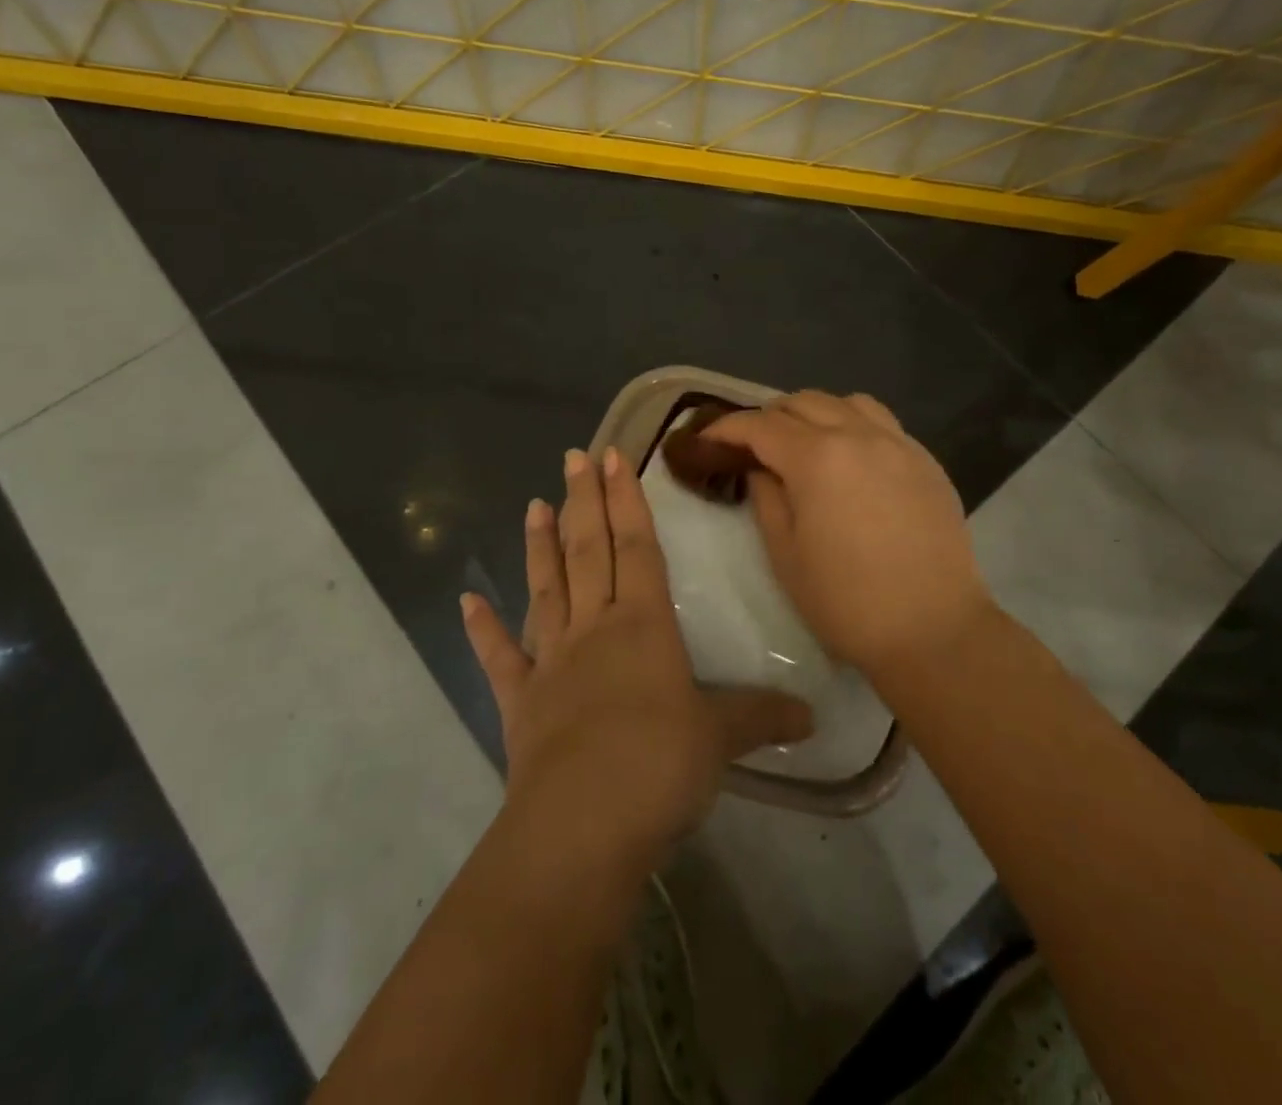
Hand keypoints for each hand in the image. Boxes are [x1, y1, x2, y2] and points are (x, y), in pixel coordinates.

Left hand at [462, 447, 813, 875]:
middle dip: (583, 500)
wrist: (583, 825)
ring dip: (539, 546)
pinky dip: (482, 628)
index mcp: (642, 625)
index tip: (612, 456)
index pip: (637, 547)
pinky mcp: (520, 700)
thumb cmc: (659, 766)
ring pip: (546, 588)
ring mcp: (551, 660)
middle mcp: (594, 628)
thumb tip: (814, 715)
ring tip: (534, 505)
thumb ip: (762, 717)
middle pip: (588, 551)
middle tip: (571, 456)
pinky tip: (466, 601)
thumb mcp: (722, 738)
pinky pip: (499, 656)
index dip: (626, 500)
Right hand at [704, 392, 992, 674]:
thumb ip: (766, 499)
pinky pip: (882, 423)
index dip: (727, 428)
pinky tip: (851, 459)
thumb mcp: (785, 555)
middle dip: (769, 417)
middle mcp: (859, 436)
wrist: (933, 630)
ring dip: (815, 413)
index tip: (707, 439)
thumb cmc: (847, 602)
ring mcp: (899, 444)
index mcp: (818, 459)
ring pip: (846, 402)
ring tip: (804, 443)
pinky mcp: (926, 461)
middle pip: (803, 403)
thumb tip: (762, 469)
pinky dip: (854, 425)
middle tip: (752, 446)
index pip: (761, 425)